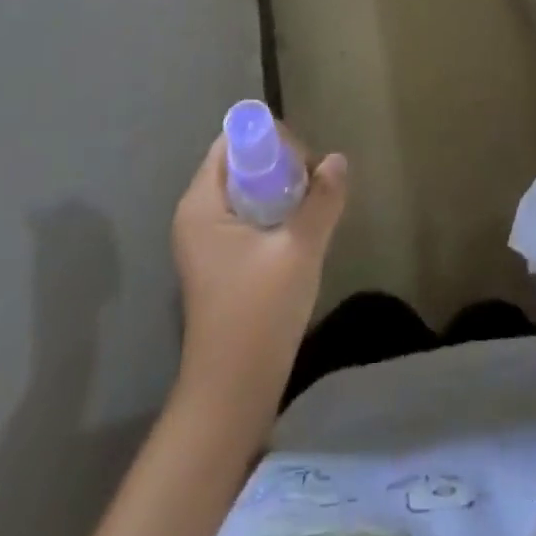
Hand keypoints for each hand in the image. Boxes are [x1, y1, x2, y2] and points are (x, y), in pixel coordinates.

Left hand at [173, 131, 348, 403]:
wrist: (232, 394)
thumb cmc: (259, 314)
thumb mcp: (300, 249)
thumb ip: (322, 199)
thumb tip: (338, 160)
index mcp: (202, 203)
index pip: (234, 141)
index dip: (272, 142)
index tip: (306, 166)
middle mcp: (197, 213)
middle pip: (242, 162)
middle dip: (282, 166)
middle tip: (315, 190)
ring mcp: (206, 239)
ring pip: (249, 189)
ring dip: (283, 192)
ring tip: (313, 212)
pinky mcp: (220, 260)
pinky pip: (249, 214)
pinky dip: (276, 214)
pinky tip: (301, 234)